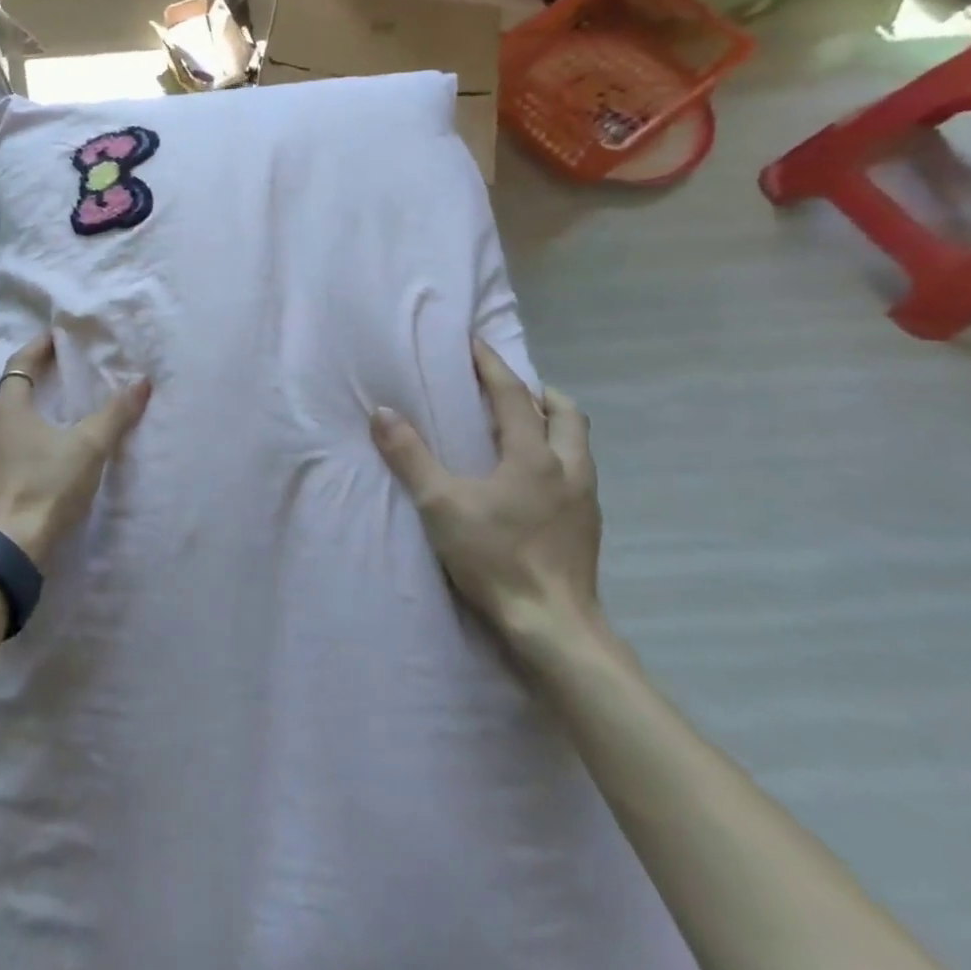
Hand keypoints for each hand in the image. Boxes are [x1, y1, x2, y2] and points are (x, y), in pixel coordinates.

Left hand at [0, 333, 150, 567]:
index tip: (50, 339)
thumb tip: (142, 382)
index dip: (34, 350)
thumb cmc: (46, 488)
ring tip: (6, 426)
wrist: (7, 548)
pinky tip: (3, 464)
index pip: (16, 367)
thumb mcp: (89, 449)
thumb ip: (115, 415)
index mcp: (7, 410)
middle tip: (10, 388)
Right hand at [369, 339, 601, 646]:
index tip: (475, 343)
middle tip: (508, 390)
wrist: (553, 625)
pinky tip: (532, 480)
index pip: (514, 395)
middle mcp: (568, 468)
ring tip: (521, 429)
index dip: (492, 365)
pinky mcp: (587, 526)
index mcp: (534, 456)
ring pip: (577, 443)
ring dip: (553, 424)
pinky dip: (556, 457)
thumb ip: (410, 456)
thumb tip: (382, 412)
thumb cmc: (495, 557)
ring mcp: (585, 498)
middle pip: (565, 413)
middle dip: (538, 393)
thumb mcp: (441, 504)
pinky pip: (577, 472)